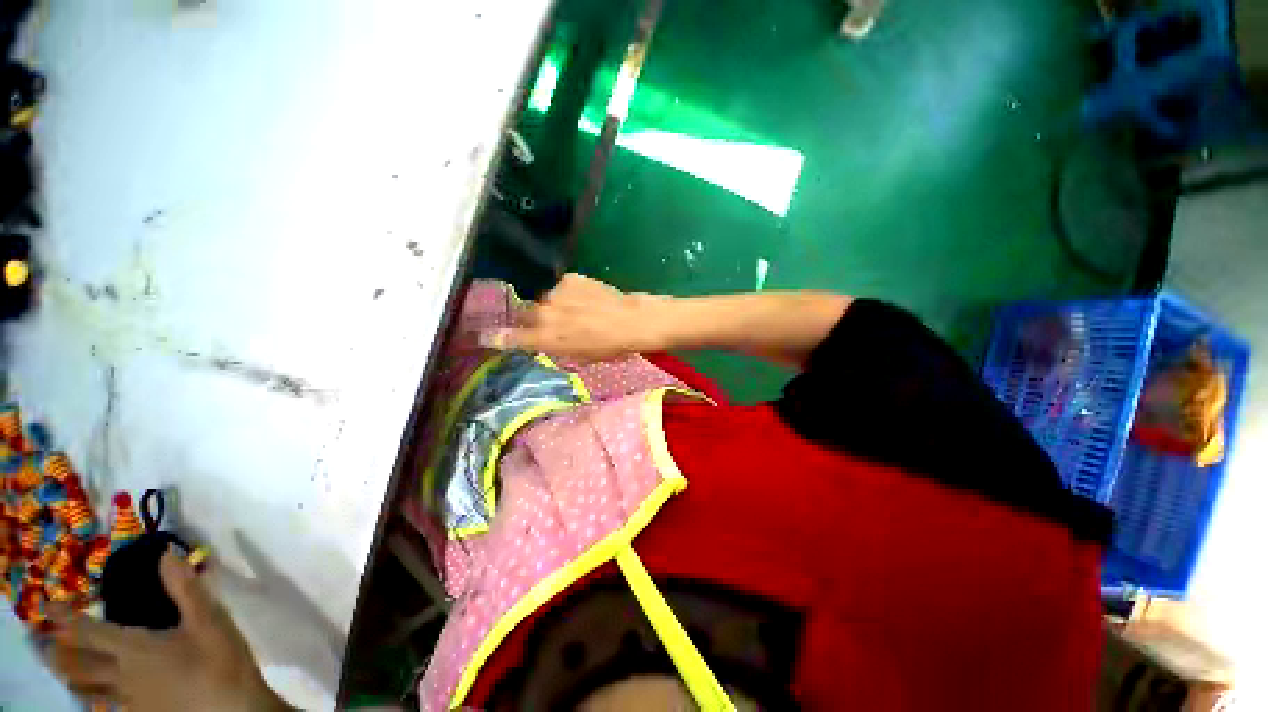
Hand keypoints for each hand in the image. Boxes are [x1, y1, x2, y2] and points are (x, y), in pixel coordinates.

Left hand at [47, 549, 290, 711]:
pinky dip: (92, 698)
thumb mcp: (210, 620)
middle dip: (57, 652)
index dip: (65, 618)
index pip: (88, 632)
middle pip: (77, 666)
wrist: (232, 709)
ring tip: (64, 669)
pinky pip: (104, 706)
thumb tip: (166, 553)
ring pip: (85, 690)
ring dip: (70, 677)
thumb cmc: (219, 660)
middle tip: (46, 640)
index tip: (48, 606)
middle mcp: (121, 675)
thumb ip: (186, 589)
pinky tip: (96, 698)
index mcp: (133, 649)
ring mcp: (128, 700)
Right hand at [481, 273, 667, 360]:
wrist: (630, 321)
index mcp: (546, 338)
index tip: (485, 336)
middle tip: (555, 323)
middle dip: (535, 319)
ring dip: (557, 305)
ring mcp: (555, 293)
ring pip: (548, 299)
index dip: (499, 338)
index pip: (512, 338)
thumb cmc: (607, 347)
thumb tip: (544, 341)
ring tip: (580, 311)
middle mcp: (544, 314)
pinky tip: (588, 299)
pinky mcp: (570, 278)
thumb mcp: (579, 356)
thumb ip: (555, 348)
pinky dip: (572, 293)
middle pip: (527, 314)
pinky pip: (564, 287)